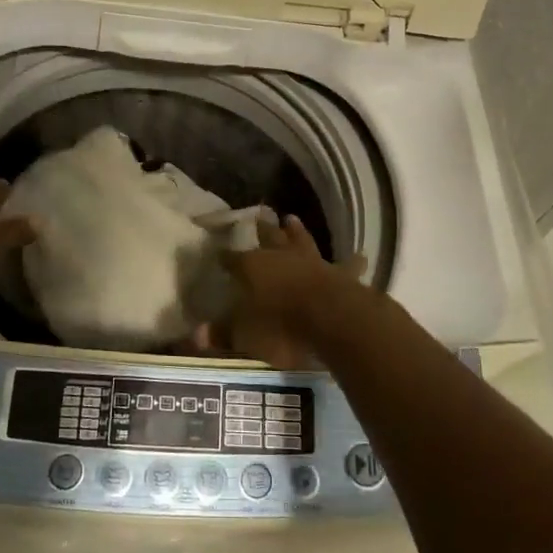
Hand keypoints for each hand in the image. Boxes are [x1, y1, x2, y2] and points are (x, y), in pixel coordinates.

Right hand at [195, 215, 370, 370]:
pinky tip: (359, 255)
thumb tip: (194, 335)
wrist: (333, 322)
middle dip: (262, 229)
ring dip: (297, 232)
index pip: (232, 259)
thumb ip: (222, 334)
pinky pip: (346, 265)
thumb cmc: (282, 327)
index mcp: (253, 268)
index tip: (218, 253)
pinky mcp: (341, 274)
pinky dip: (351, 261)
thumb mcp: (244, 337)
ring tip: (292, 218)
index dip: (225, 257)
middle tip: (259, 216)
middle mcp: (281, 258)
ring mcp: (313, 262)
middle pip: (268, 238)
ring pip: (302, 241)